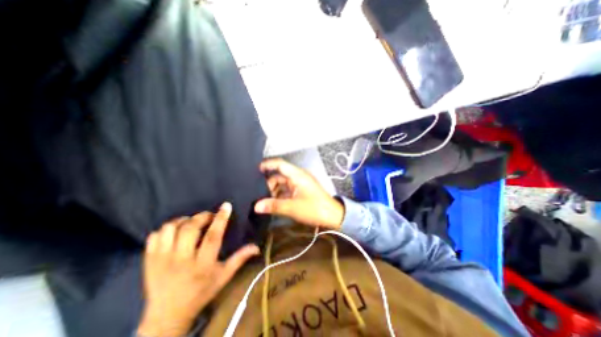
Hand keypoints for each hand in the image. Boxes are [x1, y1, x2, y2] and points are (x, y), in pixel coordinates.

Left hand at [139, 202, 260, 336]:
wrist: (167, 316)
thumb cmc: (201, 293)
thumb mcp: (224, 276)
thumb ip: (239, 259)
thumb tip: (256, 246)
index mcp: (202, 265)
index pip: (213, 237)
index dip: (220, 219)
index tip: (226, 206)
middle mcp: (181, 261)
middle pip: (190, 229)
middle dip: (202, 217)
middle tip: (209, 216)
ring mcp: (161, 260)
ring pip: (170, 229)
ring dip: (183, 220)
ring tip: (192, 222)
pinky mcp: (148, 261)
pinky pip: (155, 236)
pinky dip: (167, 229)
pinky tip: (175, 231)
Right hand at [255, 158, 344, 228]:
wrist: (333, 216)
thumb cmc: (314, 209)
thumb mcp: (292, 207)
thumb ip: (274, 206)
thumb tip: (256, 206)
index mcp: (297, 175)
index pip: (280, 164)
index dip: (268, 164)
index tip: (255, 170)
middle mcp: (298, 177)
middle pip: (279, 176)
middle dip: (269, 184)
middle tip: (258, 194)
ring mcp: (300, 184)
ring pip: (282, 184)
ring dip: (274, 191)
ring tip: (264, 201)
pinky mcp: (301, 191)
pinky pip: (287, 190)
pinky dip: (280, 195)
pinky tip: (273, 204)